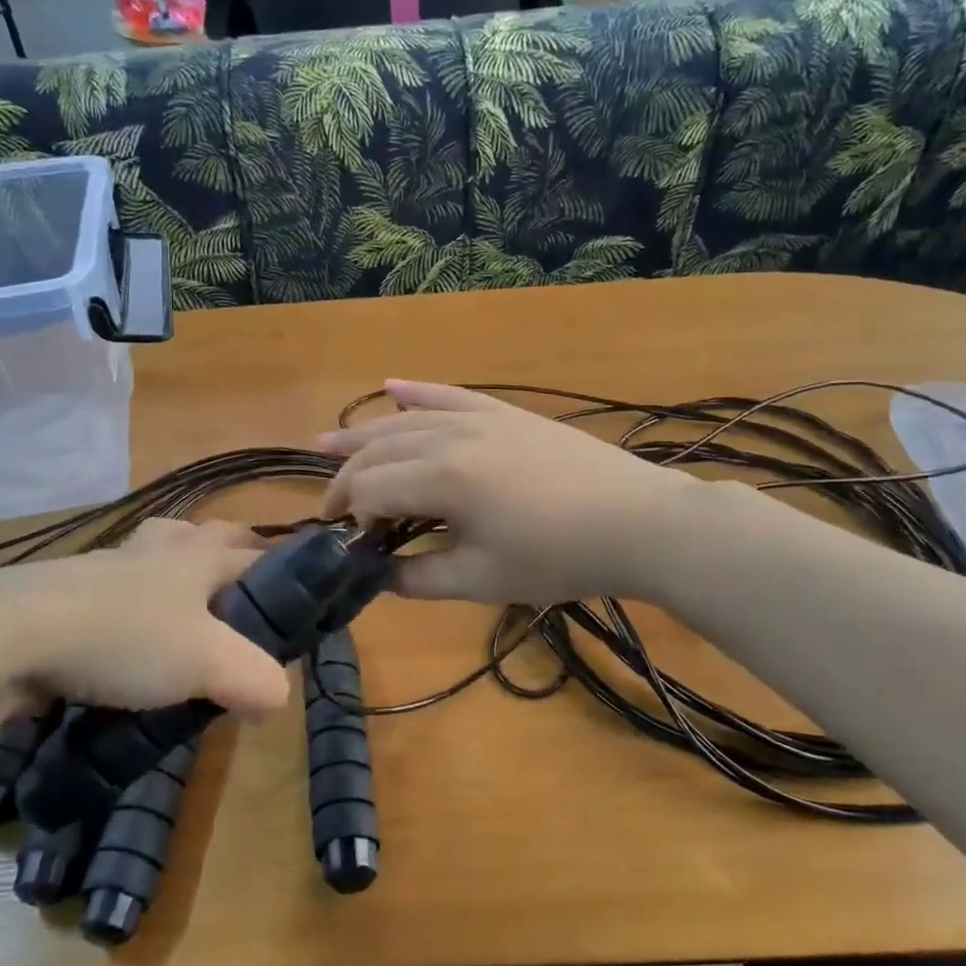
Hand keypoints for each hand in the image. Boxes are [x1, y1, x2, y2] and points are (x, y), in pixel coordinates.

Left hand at [0, 519, 289, 719]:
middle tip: (243, 596)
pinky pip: (114, 589)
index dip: (282, 568)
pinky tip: (127, 641)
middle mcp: (156, 551)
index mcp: (197, 557)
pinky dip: (131, 604)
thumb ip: (255, 679)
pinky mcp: (67, 593)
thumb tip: (275, 699)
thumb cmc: (125, 637)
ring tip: (186, 612)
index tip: (299, 594)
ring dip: (176, 571)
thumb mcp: (207, 663)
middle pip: (205, 535)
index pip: (255, 551)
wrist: (11, 635)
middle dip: (230, 553)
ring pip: (155, 553)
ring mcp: (108, 567)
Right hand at [320, 381, 697, 604]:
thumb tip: (379, 577)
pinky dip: (417, 392)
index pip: (372, 490)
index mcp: (442, 478)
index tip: (354, 547)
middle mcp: (451, 436)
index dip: (353, 517)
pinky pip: (451, 395)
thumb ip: (421, 578)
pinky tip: (390, 385)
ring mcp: (480, 418)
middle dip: (348, 478)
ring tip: (327, 444)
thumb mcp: (484, 580)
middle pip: (379, 450)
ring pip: (405, 420)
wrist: (638, 522)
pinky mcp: (505, 414)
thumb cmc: (559, 557)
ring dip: (364, 433)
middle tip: (333, 508)